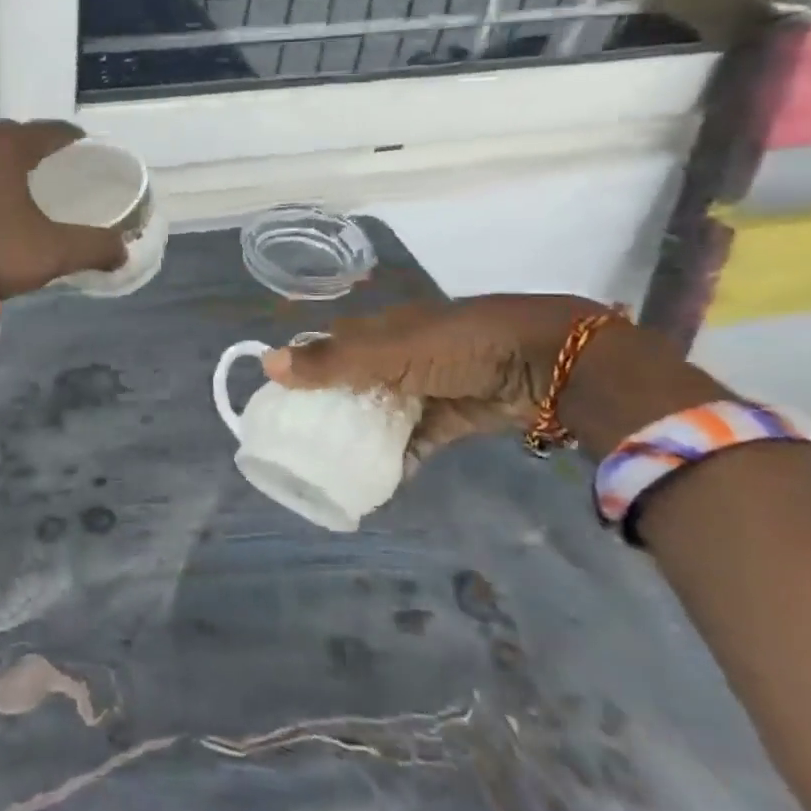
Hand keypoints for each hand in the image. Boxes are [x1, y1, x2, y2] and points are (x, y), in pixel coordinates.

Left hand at [0, 120, 127, 298]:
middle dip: (39, 145)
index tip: (88, 151)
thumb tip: (122, 250)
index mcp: (9, 147)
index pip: (50, 131)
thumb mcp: (55, 251)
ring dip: (11, 161)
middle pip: (17, 135)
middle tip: (60, 166)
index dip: (73, 139)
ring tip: (29, 182)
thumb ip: (94, 247)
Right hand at [262, 295, 604, 452]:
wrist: (544, 362)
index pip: (331, 346)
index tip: (279, 401)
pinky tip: (377, 480)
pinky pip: (417, 439)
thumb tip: (266, 363)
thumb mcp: (388, 351)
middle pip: (355, 383)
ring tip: (332, 466)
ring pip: (384, 413)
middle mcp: (401, 355)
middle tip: (302, 442)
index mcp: (382, 329)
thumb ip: (331, 362)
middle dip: (331, 409)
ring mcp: (428, 387)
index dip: (305, 369)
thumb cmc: (456, 345)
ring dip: (363, 436)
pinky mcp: (453, 417)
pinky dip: (399, 457)